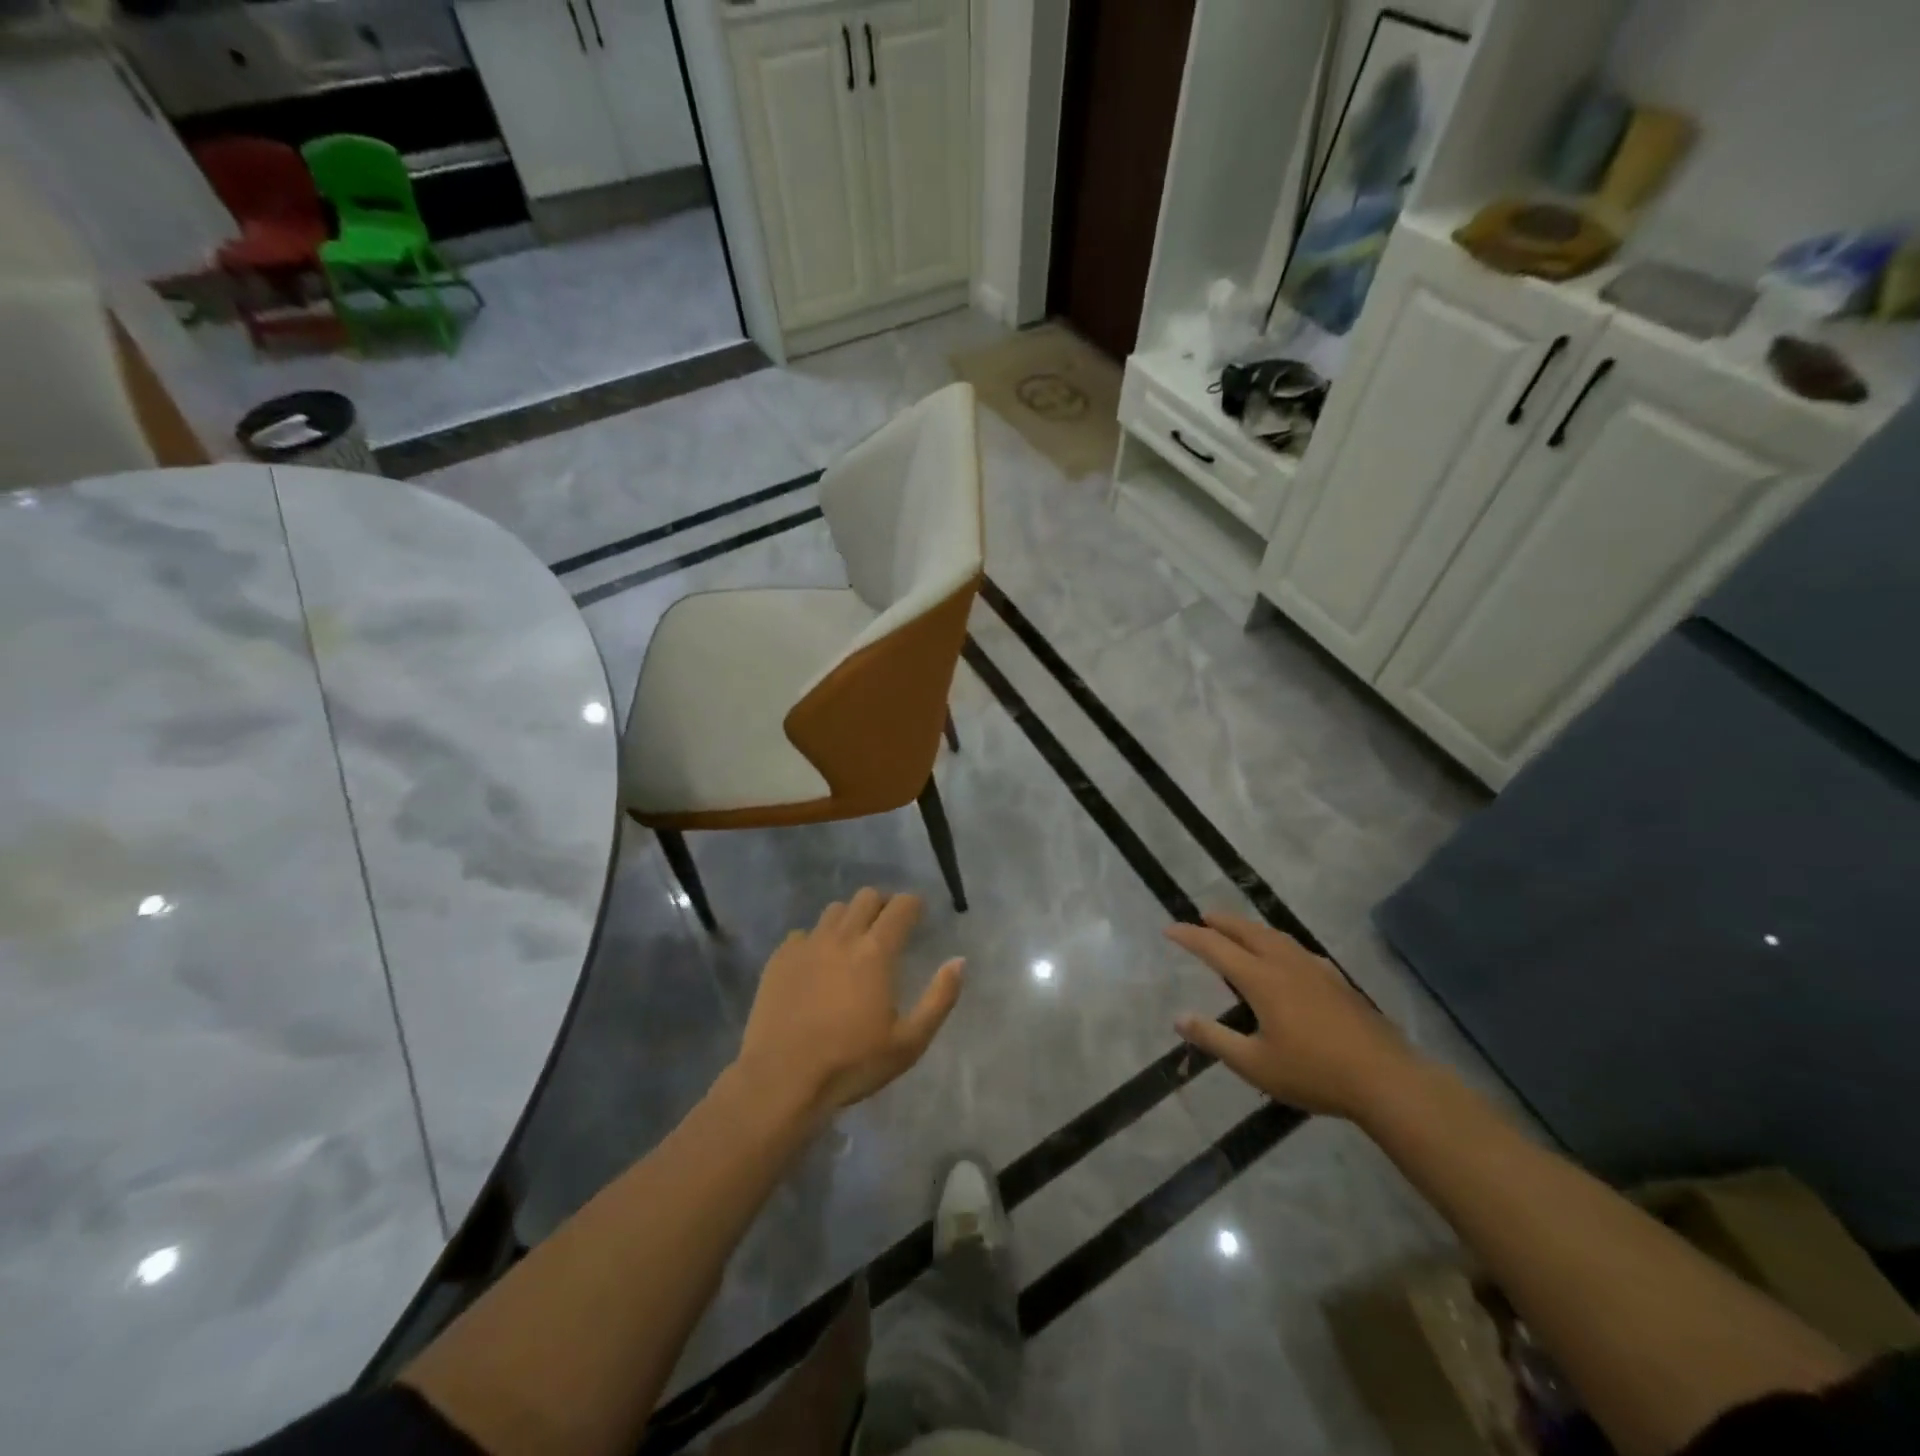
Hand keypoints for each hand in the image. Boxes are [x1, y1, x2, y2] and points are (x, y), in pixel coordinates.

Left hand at [735, 888, 963, 1120]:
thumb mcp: (909, 1042)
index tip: (918, 915)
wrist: (781, 1080)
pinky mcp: (779, 958)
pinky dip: (816, 941)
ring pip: (834, 910)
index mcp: (876, 951)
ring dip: (850, 918)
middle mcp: (842, 936)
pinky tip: (816, 965)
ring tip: (852, 943)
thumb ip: (940, 998)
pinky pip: (803, 934)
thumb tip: (959, 961)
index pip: (901, 906)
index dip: (914, 905)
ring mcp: (807, 944)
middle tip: (888, 927)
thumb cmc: (852, 1063)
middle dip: (883, 904)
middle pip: (867, 897)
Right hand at [1167, 912, 1423, 1119]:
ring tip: (1236, 930)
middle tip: (1202, 916)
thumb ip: (1215, 1038)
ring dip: (1249, 928)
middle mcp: (1285, 964)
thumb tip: (1179, 1017)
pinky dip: (1275, 942)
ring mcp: (1315, 969)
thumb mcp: (1255, 1064)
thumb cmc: (1314, 1073)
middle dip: (1221, 921)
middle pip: (1247, 931)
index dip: (1190, 936)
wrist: (1386, 1079)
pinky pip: (1295, 948)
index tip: (1169, 929)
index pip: (1216, 947)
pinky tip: (1283, 956)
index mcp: (1261, 979)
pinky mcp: (1336, 980)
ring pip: (1274, 936)